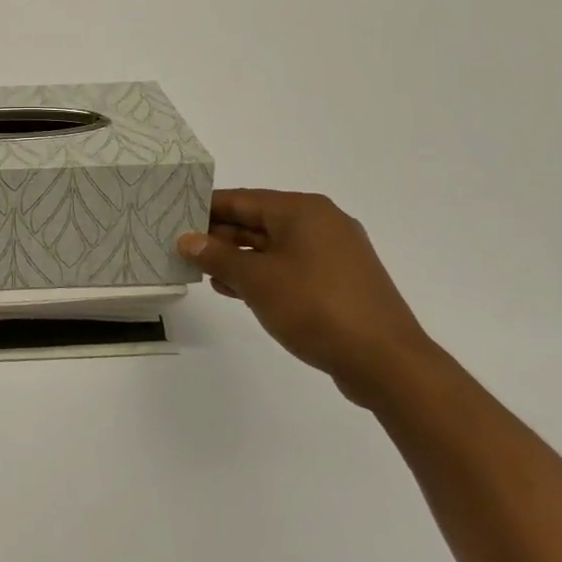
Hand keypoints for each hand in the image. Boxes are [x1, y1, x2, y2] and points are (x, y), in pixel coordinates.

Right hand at [178, 189, 434, 402]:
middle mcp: (321, 222)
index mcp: (302, 210)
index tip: (174, 218)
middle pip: (258, 220)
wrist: (387, 362)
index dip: (206, 209)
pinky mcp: (341, 281)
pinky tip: (237, 289)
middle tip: (182, 248)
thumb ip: (217, 256)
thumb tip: (188, 239)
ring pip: (274, 246)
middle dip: (220, 236)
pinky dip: (264, 274)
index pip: (242, 199)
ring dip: (239, 258)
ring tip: (203, 273)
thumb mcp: (256, 280)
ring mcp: (335, 252)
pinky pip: (292, 266)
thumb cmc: (316, 307)